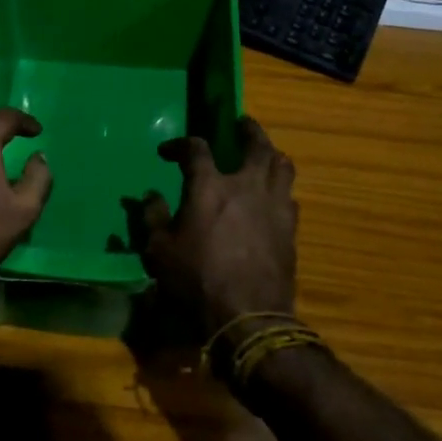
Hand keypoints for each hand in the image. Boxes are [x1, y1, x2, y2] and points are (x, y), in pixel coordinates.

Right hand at [140, 117, 298, 337]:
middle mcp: (246, 185)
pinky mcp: (291, 228)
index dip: (181, 144)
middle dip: (248, 130)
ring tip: (264, 155)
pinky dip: (281, 189)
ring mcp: (274, 205)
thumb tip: (151, 196)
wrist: (248, 316)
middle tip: (241, 124)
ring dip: (272, 154)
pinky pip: (290, 196)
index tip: (168, 152)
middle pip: (256, 144)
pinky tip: (275, 197)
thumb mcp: (159, 252)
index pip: (196, 148)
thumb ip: (153, 218)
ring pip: (282, 165)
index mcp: (209, 185)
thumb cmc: (196, 281)